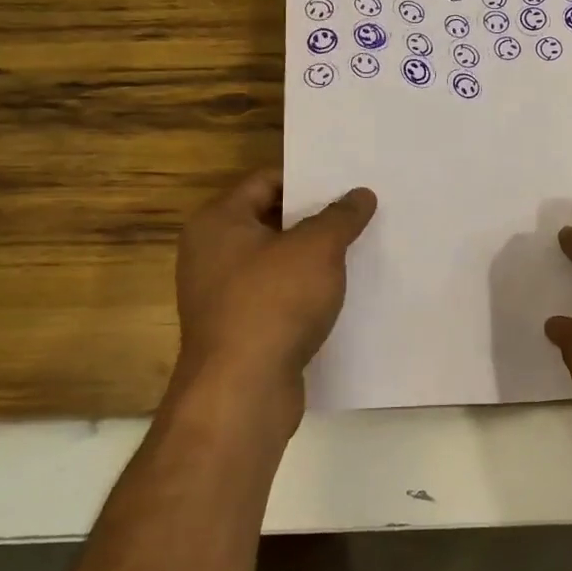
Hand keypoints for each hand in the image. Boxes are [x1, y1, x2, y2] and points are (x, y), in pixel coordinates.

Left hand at [172, 170, 376, 434]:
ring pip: (276, 261)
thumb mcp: (317, 248)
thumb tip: (360, 194)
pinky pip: (276, 296)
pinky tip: (340, 292)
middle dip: (315, 218)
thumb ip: (340, 216)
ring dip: (312, 257)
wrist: (242, 392)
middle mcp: (211, 253)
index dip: (307, 178)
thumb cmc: (273, 303)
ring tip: (358, 247)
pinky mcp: (239, 329)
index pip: (266, 181)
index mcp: (218, 222)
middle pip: (271, 220)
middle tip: (359, 211)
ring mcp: (222, 295)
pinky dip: (304, 291)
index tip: (347, 181)